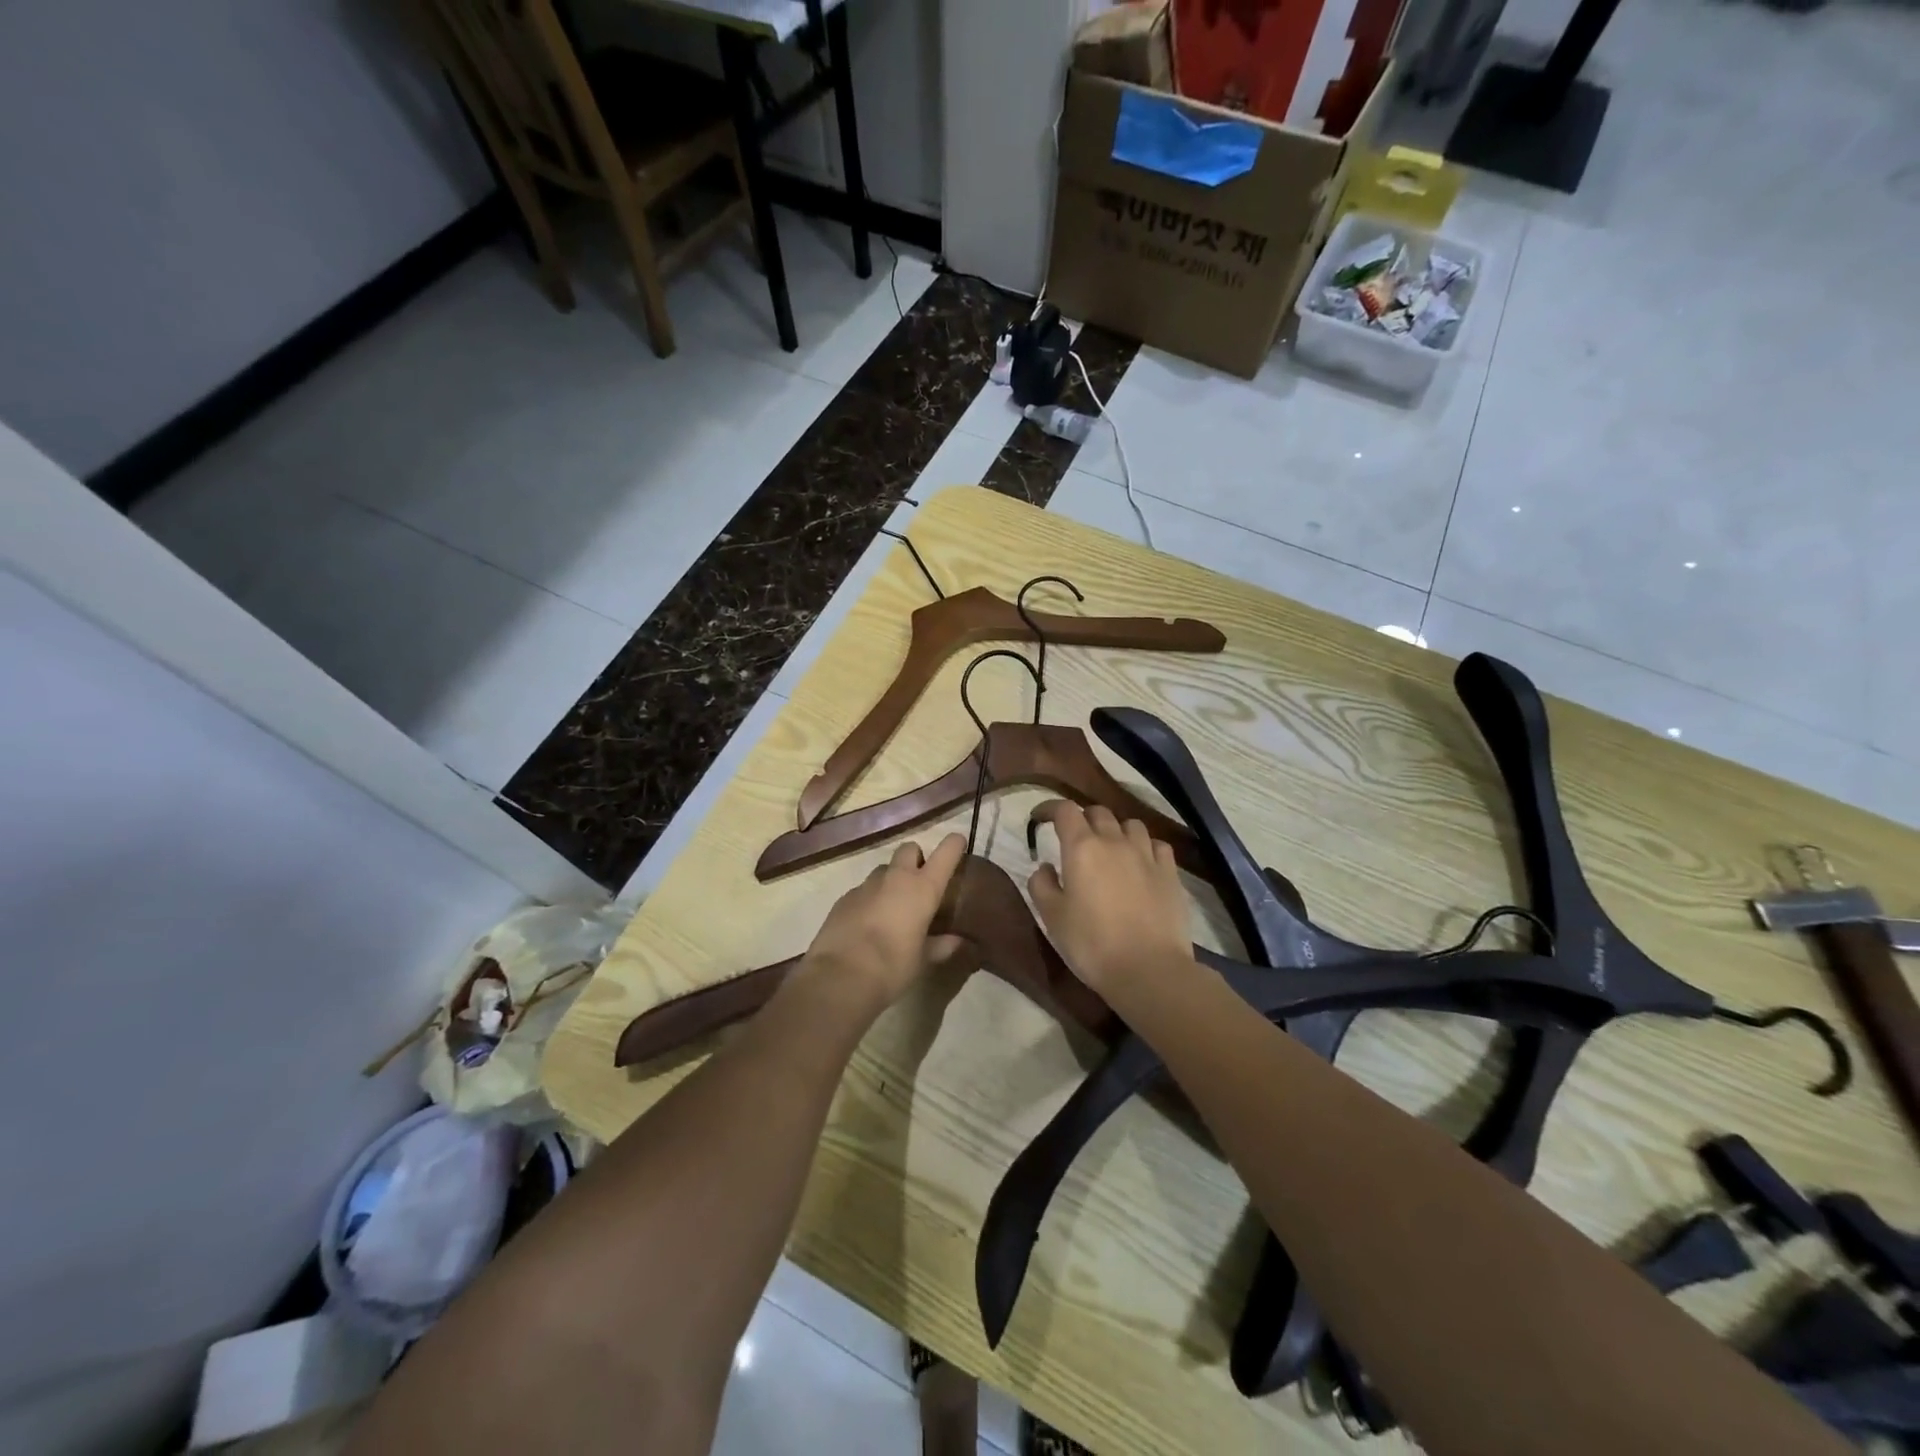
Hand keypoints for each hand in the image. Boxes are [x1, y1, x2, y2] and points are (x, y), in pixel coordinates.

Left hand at [799, 834, 968, 1015]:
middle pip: (909, 849)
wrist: (840, 976)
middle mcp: (896, 878)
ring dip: (891, 880)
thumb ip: (942, 946)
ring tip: (892, 908)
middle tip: (920, 883)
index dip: (954, 844)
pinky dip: (870, 900)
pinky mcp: (844, 898)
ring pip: (884, 870)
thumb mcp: (923, 960)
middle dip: (916, 859)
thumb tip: (959, 941)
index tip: (959, 843)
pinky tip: (867, 924)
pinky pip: (863, 890)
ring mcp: (866, 885)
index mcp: (922, 888)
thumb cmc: (893, 967)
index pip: (945, 853)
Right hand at [1028, 801, 1194, 998]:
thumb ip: (1042, 885)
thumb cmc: (1092, 944)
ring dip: (1116, 830)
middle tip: (1073, 839)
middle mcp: (1115, 841)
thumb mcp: (1052, 918)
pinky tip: (1141, 862)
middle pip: (1098, 812)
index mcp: (1082, 848)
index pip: (1065, 810)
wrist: (1149, 970)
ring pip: (1130, 824)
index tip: (1040, 818)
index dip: (1050, 808)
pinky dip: (1144, 846)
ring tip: (1110, 848)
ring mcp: (1147, 855)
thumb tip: (1045, 866)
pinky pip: (1157, 844)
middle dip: (1082, 818)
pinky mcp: (1170, 872)